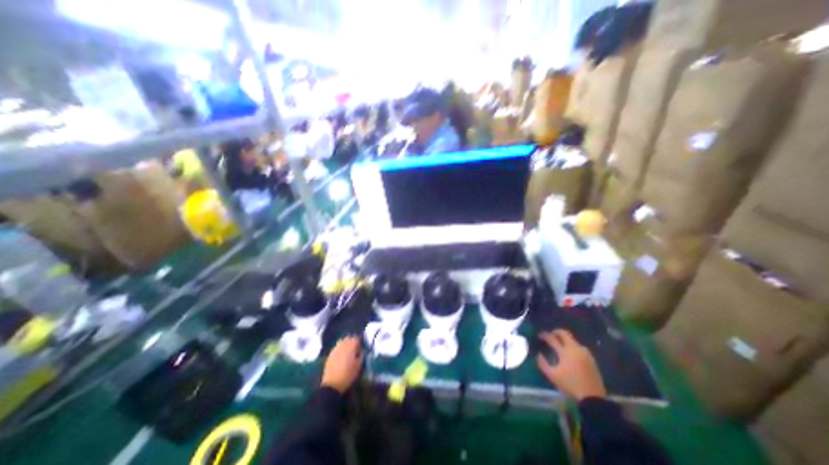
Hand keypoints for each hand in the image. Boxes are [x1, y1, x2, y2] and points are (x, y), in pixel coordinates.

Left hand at [320, 338, 363, 391]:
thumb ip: (361, 355)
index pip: (356, 338)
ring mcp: (335, 349)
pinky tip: (340, 358)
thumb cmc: (348, 374)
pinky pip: (336, 348)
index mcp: (351, 345)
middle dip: (352, 342)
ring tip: (347, 353)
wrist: (332, 384)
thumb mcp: (359, 365)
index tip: (360, 350)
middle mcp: (343, 344)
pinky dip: (339, 350)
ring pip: (341, 342)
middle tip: (354, 351)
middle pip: (348, 338)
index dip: (359, 343)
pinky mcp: (330, 354)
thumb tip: (361, 351)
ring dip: (345, 345)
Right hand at [534, 329, 606, 401]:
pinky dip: (573, 347)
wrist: (593, 398)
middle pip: (565, 334)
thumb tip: (539, 354)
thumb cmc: (570, 385)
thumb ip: (542, 363)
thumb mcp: (552, 375)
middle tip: (551, 335)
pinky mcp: (592, 360)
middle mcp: (575, 349)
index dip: (544, 335)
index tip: (539, 335)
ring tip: (560, 345)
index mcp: (565, 352)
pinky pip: (580, 348)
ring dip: (566, 340)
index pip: (552, 338)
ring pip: (574, 340)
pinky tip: (571, 354)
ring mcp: (585, 354)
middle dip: (556, 332)